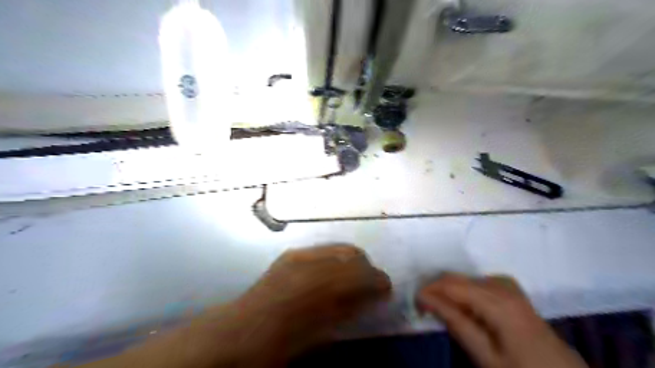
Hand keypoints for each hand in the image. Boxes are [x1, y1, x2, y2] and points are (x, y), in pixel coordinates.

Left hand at [239, 245, 390, 358]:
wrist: (239, 332)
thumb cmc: (282, 342)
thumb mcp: (322, 334)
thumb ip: (348, 311)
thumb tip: (370, 297)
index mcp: (322, 291)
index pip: (362, 275)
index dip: (378, 281)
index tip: (386, 289)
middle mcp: (313, 265)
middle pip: (353, 255)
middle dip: (367, 268)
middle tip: (371, 284)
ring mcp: (299, 254)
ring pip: (339, 248)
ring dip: (352, 261)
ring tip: (353, 276)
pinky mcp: (291, 253)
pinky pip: (322, 250)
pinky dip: (335, 259)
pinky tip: (331, 272)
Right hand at [416, 275, 591, 367]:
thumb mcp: (486, 355)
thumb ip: (455, 323)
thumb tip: (426, 299)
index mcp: (496, 300)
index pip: (450, 285)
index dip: (428, 291)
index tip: (414, 304)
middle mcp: (501, 284)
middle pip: (456, 278)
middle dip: (436, 290)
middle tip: (424, 309)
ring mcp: (507, 285)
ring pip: (465, 279)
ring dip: (448, 291)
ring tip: (440, 310)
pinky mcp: (510, 289)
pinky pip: (477, 282)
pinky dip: (463, 292)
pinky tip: (463, 307)